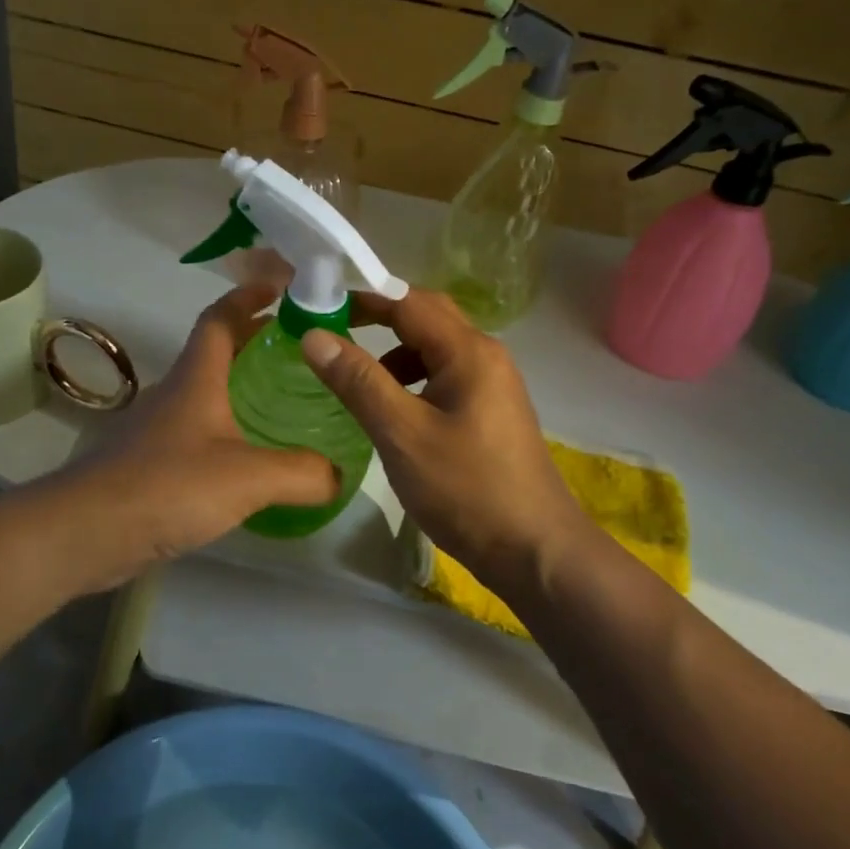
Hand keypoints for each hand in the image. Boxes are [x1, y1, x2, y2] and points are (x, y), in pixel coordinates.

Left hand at [47, 284, 337, 588]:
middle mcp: (174, 394)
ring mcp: (157, 429)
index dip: (248, 296)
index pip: (220, 318)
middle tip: (302, 352)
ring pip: (206, 395)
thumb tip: (340, 476)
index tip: (281, 287)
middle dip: (255, 343)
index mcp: (196, 378)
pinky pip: (197, 434)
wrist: (84, 532)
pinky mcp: (148, 464)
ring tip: (285, 405)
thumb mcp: (248, 477)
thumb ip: (302, 473)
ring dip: (241, 389)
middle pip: (217, 354)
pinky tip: (247, 461)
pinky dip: (225, 431)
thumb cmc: (167, 486)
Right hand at [300, 289, 590, 596]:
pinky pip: (446, 378)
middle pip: (427, 318)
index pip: (408, 302)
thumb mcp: (402, 434)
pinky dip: (413, 382)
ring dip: (395, 355)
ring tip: (357, 381)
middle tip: (333, 332)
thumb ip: (358, 382)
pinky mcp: (491, 413)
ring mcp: (493, 386)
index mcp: (468, 352)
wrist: (534, 550)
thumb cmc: (467, 488)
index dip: (363, 298)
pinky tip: (394, 413)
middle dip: (380, 319)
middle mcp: (486, 357)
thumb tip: (315, 336)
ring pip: (436, 351)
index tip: (319, 305)